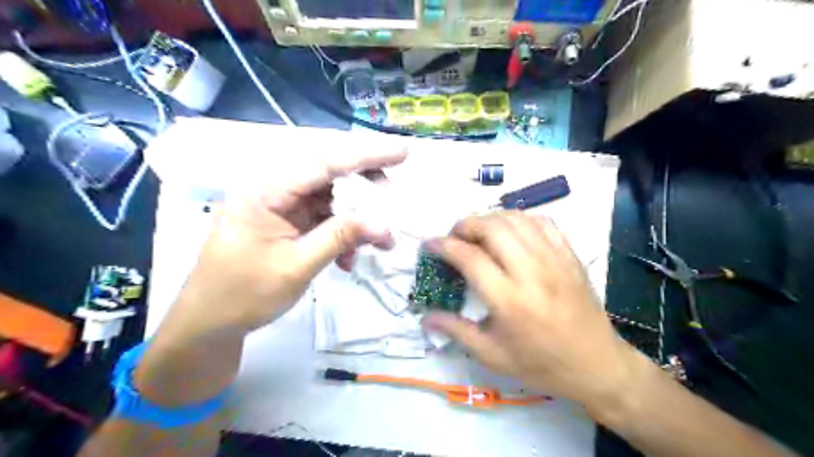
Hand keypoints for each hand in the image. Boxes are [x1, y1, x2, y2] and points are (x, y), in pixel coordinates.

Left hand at [178, 148, 407, 332]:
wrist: (210, 324)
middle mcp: (274, 191)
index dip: (365, 156)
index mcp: (266, 192)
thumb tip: (383, 224)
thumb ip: (339, 238)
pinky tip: (348, 259)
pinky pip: (324, 219)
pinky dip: (342, 235)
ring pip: (331, 199)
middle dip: (364, 185)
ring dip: (357, 219)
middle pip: (328, 174)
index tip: (401, 153)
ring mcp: (282, 208)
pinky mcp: (289, 224)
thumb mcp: (296, 267)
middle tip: (391, 196)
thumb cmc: (243, 295)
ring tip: (380, 242)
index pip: (323, 163)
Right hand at [423, 214, 638, 409]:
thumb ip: (456, 331)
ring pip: (516, 219)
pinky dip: (520, 219)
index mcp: (509, 300)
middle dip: (465, 225)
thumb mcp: (492, 355)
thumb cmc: (540, 364)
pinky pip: (542, 222)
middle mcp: (531, 272)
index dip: (444, 245)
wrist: (596, 365)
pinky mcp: (569, 255)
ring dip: (490, 218)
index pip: (469, 257)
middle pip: (492, 228)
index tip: (430, 243)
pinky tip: (511, 231)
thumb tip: (424, 317)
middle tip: (454, 236)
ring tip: (479, 231)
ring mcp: (554, 260)